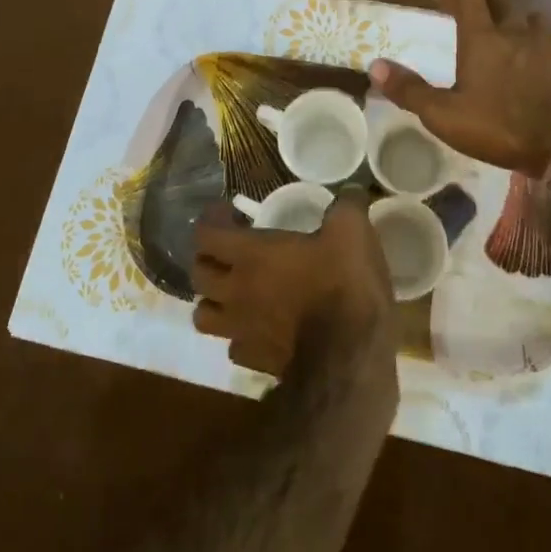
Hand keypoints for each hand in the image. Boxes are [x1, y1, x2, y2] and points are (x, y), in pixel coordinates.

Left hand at [192, 193, 395, 377]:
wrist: (349, 357)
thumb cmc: (343, 284)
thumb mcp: (352, 230)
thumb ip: (347, 205)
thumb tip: (353, 189)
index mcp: (251, 255)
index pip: (206, 235)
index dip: (211, 220)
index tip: (230, 213)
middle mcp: (236, 291)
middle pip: (196, 274)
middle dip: (207, 258)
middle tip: (230, 250)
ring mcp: (241, 330)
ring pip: (203, 316)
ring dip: (213, 301)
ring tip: (234, 292)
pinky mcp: (255, 362)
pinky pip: (233, 346)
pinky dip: (239, 335)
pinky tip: (259, 328)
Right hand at [370, 0, 550, 176]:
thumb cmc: (500, 126)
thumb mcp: (445, 114)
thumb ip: (410, 90)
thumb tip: (374, 65)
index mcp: (483, 39)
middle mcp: (516, 35)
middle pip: (502, 2)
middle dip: (485, 1)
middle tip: (472, 10)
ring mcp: (547, 52)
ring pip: (534, 22)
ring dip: (520, 22)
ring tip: (511, 33)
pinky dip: (540, 53)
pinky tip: (537, 70)